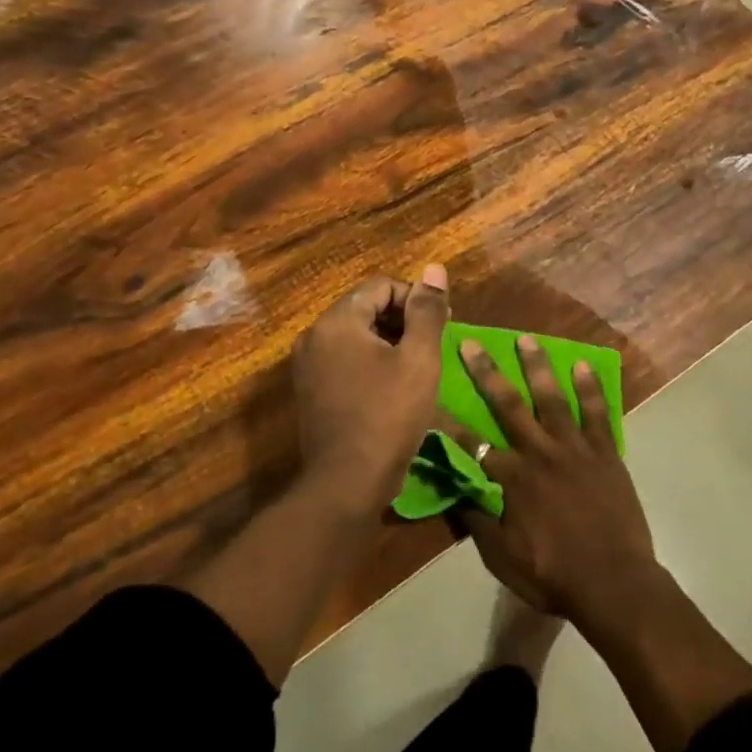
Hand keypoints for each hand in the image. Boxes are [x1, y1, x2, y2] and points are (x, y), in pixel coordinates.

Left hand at [293, 264, 448, 505]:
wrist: (348, 483)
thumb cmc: (389, 414)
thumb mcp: (419, 358)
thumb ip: (427, 310)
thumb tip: (434, 269)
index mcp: (337, 322)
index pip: (382, 286)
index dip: (416, 299)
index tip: (442, 323)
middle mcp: (314, 336)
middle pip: (366, 308)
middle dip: (403, 320)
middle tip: (434, 345)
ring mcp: (308, 366)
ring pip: (357, 336)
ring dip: (389, 342)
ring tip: (418, 366)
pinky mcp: (310, 391)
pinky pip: (345, 360)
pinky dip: (371, 363)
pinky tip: (394, 386)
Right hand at [454, 335, 658, 623]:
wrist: (615, 584)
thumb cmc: (554, 575)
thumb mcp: (502, 558)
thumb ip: (477, 520)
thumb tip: (453, 489)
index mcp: (512, 478)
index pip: (471, 443)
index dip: (448, 421)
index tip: (431, 397)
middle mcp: (540, 452)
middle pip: (508, 404)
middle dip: (487, 372)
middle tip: (473, 343)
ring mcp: (575, 448)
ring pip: (552, 397)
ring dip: (537, 366)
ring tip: (527, 338)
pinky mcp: (605, 451)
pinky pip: (596, 412)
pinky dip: (590, 387)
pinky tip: (582, 365)